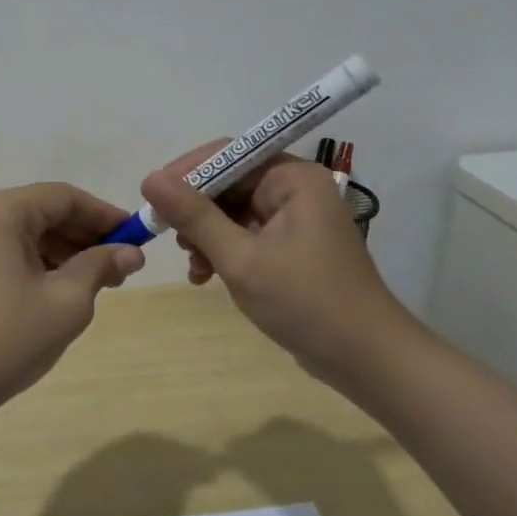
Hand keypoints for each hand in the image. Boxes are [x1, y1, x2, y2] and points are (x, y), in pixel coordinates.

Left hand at [0, 183, 144, 414]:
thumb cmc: (8, 337)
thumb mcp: (66, 301)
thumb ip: (101, 267)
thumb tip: (132, 253)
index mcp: (1, 211)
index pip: (64, 197)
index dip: (104, 214)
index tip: (139, 236)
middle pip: (46, 211)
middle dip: (87, 235)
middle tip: (125, 264)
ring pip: (32, 232)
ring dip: (68, 251)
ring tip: (105, 281)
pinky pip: (14, 250)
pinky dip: (44, 263)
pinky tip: (69, 288)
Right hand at [140, 145, 412, 390]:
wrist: (367, 360)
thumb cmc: (306, 302)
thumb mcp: (241, 258)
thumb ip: (194, 216)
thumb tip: (149, 179)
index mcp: (292, 178)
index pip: (227, 155)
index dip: (185, 173)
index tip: (151, 197)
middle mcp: (295, 188)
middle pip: (228, 183)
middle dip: (195, 211)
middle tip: (169, 238)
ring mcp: (294, 218)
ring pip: (231, 211)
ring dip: (205, 235)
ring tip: (192, 265)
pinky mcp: (290, 245)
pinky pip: (244, 233)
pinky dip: (222, 250)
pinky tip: (205, 275)